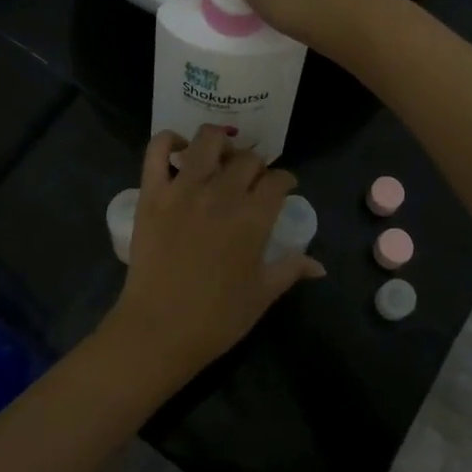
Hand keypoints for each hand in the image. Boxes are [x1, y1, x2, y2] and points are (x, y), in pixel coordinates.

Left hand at [104, 126, 325, 386]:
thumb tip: (320, 266)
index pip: (278, 180)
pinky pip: (156, 150)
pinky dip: (169, 141)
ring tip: (220, 158)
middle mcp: (221, 194)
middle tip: (252, 179)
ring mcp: (183, 189)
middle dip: (256, 165)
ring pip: (207, 140)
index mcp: (253, 218)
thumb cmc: (216, 319)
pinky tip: (179, 151)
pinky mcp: (151, 193)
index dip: (285, 181)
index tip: (284, 188)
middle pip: (248, 159)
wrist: (159, 330)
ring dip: (220, 143)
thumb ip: (291, 269)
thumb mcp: (262, 295)